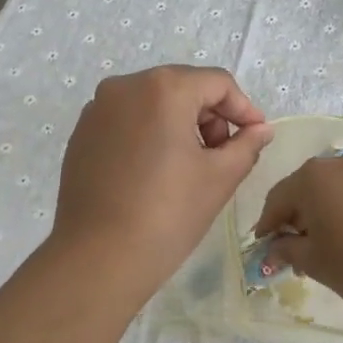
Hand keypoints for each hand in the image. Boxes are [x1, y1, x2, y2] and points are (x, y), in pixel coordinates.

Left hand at [52, 65, 274, 288]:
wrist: (96, 259)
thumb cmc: (167, 214)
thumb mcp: (220, 177)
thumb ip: (246, 145)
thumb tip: (261, 129)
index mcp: (163, 88)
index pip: (217, 83)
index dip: (243, 108)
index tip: (256, 137)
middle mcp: (125, 86)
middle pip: (183, 88)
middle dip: (211, 117)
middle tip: (223, 156)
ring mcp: (98, 109)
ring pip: (153, 103)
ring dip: (180, 125)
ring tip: (190, 167)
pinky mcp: (82, 134)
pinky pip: (127, 120)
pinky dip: (149, 134)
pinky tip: (155, 172)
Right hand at [251, 151, 342, 316]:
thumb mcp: (313, 261)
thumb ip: (286, 249)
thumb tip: (273, 247)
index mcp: (310, 177)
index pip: (276, 199)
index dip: (267, 226)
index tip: (263, 249)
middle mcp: (334, 163)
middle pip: (301, 190)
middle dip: (292, 220)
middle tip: (290, 252)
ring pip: (326, 191)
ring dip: (317, 215)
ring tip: (319, 249)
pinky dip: (338, 211)